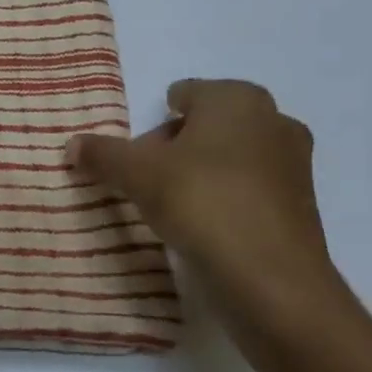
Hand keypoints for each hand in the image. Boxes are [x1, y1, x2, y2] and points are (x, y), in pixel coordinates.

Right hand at [65, 79, 339, 320]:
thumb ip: (102, 154)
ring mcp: (292, 164)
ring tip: (167, 204)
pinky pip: (247, 188)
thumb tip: (73, 144)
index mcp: (236, 99)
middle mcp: (272, 120)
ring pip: (229, 156)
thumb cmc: (202, 201)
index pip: (185, 93)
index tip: (135, 152)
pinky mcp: (298, 204)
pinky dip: (222, 198)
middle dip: (174, 146)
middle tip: (144, 177)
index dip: (153, 119)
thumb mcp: (136, 173)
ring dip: (198, 173)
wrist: (270, 277)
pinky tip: (199, 225)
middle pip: (206, 125)